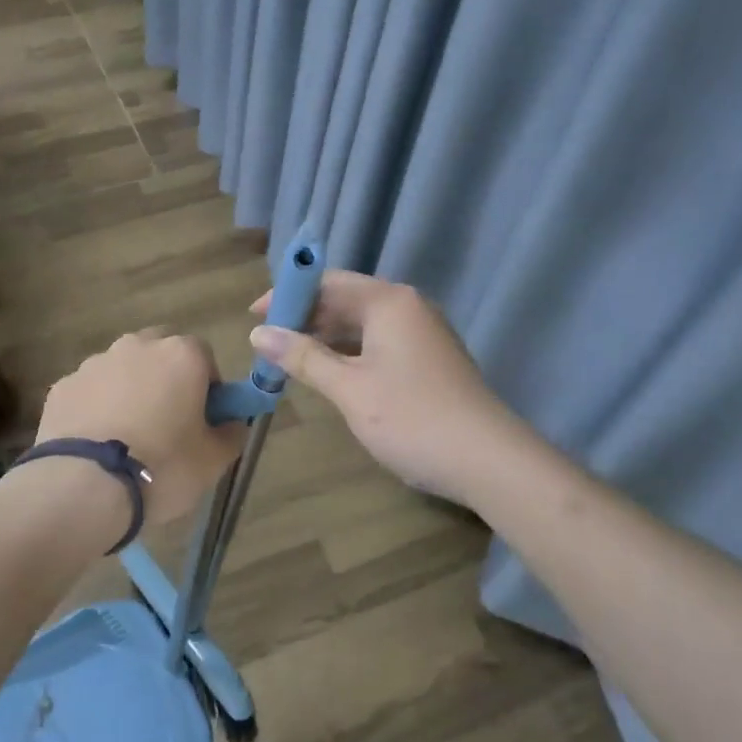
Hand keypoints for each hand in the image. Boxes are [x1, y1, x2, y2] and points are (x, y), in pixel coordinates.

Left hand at [34, 329, 246, 532]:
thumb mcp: (214, 460)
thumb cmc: (163, 467)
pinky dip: (96, 408)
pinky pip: (90, 391)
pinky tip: (96, 443)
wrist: (84, 488)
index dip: (207, 386)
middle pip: (159, 353)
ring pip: (121, 370)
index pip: (204, 356)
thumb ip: (231, 433)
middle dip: (165, 378)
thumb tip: (232, 423)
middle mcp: (137, 346)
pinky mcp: (62, 387)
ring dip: (128, 391)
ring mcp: (94, 364)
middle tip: (166, 422)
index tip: (203, 418)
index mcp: (181, 355)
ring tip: (126, 438)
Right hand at [248, 272, 523, 504]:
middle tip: (267, 344)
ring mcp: (423, 332)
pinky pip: (380, 342)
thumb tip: (258, 334)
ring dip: (326, 337)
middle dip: (305, 318)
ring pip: (363, 323)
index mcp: (389, 301)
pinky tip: (330, 373)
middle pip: (346, 299)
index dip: (288, 295)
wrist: (487, 460)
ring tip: (290, 359)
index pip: (328, 282)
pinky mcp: (430, 358)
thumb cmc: (412, 418)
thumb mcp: (349, 388)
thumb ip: (303, 357)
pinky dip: (350, 352)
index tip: (254, 316)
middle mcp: (408, 307)